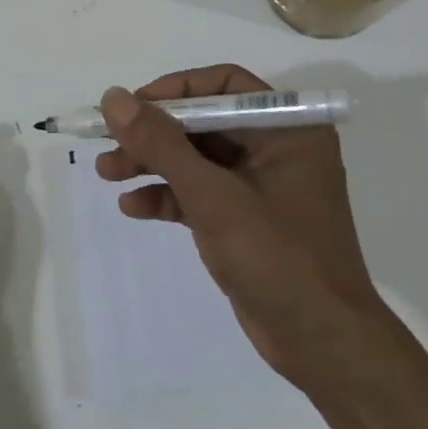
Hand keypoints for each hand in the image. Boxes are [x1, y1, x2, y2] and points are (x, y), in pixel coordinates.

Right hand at [96, 65, 380, 389]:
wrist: (321, 343)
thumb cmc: (276, 256)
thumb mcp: (212, 195)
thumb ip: (161, 144)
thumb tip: (113, 98)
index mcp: (287, 128)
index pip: (224, 85)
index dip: (175, 90)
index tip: (132, 107)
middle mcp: (276, 148)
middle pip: (203, 123)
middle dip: (153, 134)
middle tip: (107, 143)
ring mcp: (260, 186)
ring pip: (196, 159)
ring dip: (151, 164)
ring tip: (106, 172)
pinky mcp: (245, 220)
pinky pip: (199, 194)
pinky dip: (167, 196)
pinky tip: (132, 208)